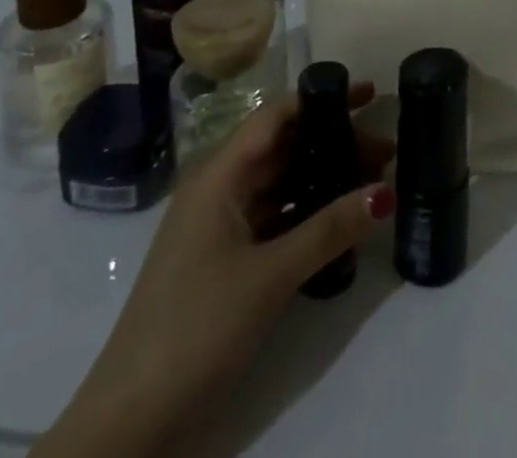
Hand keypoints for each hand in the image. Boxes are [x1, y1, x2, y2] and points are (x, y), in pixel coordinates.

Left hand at [36, 86, 394, 456]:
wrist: (130, 423)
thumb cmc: (196, 328)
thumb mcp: (270, 276)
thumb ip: (330, 229)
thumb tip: (386, 191)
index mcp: (218, 176)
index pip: (276, 116)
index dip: (321, 99)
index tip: (369, 94)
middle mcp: (218, 189)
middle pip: (283, 147)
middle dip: (334, 141)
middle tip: (386, 151)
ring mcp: (219, 226)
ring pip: (281, 182)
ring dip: (324, 177)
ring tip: (374, 180)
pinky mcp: (225, 259)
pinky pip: (274, 216)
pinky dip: (308, 211)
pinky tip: (342, 220)